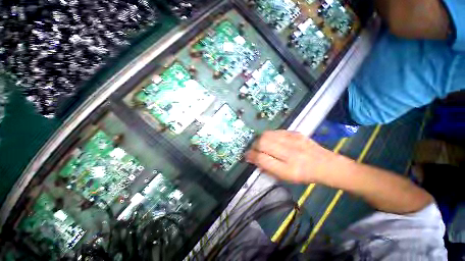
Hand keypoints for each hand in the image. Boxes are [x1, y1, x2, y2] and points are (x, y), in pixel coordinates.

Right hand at [245, 130, 337, 183]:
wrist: (325, 164)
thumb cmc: (304, 175)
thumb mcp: (285, 178)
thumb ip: (267, 168)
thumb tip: (253, 159)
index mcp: (288, 169)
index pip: (262, 159)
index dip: (251, 156)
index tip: (247, 156)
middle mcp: (291, 153)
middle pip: (262, 143)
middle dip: (253, 146)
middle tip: (253, 149)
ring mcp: (293, 140)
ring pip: (267, 134)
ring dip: (259, 139)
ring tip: (260, 144)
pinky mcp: (295, 132)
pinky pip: (275, 132)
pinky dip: (268, 136)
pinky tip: (271, 140)